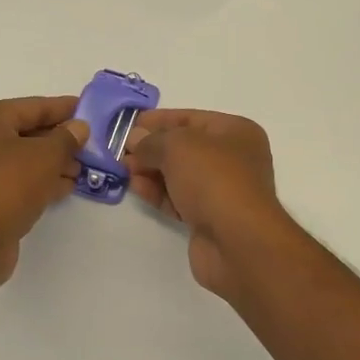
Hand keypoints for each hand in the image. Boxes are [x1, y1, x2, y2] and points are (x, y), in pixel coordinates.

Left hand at [0, 96, 87, 287]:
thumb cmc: (8, 187)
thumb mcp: (46, 157)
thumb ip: (67, 138)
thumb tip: (79, 127)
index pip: (32, 106)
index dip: (63, 108)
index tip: (87, 109)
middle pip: (25, 132)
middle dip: (58, 140)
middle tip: (88, 146)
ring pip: (20, 158)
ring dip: (51, 163)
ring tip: (81, 170)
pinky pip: (13, 180)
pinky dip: (37, 180)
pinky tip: (63, 188)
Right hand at [123, 109, 289, 299]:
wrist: (237, 241)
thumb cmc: (213, 179)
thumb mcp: (177, 147)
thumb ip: (152, 140)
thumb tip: (135, 139)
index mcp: (236, 132)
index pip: (191, 118)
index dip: (159, 120)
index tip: (128, 125)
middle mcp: (233, 159)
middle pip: (185, 148)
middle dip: (152, 148)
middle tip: (121, 152)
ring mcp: (222, 191)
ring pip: (180, 175)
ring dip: (152, 171)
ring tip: (124, 170)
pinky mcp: (210, 218)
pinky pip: (179, 199)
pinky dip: (158, 193)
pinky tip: (137, 189)